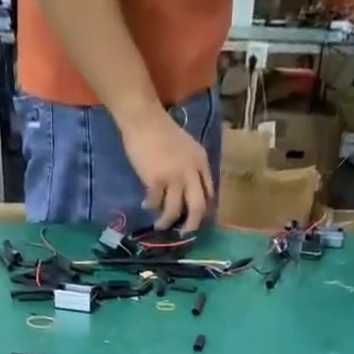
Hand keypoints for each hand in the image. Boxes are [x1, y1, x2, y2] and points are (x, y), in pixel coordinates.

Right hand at [117, 105, 212, 231]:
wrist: (144, 119)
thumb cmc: (162, 132)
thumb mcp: (186, 149)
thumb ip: (191, 169)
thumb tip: (188, 195)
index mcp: (201, 161)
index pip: (209, 193)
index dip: (204, 210)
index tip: (195, 219)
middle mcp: (191, 171)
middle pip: (198, 207)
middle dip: (191, 225)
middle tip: (184, 234)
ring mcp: (174, 176)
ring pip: (174, 211)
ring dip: (166, 222)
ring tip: (160, 225)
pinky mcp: (156, 180)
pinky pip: (155, 203)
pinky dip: (150, 206)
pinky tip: (145, 205)